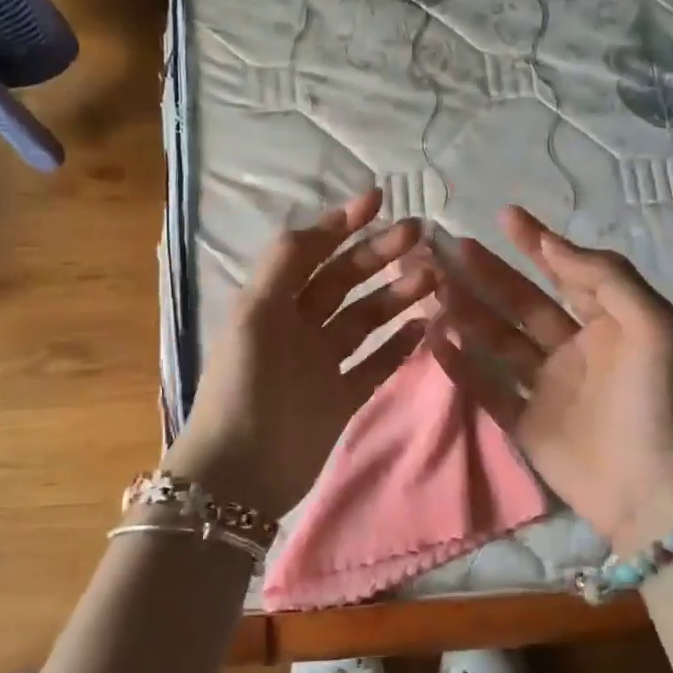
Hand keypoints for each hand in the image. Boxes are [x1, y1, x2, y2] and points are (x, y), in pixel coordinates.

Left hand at [163, 189, 437, 518]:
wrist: (240, 472)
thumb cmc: (245, 385)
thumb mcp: (255, 314)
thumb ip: (284, 264)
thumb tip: (323, 224)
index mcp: (273, 302)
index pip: (312, 252)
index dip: (342, 224)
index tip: (379, 199)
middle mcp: (299, 325)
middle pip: (345, 281)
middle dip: (379, 255)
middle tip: (419, 235)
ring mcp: (323, 362)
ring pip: (366, 318)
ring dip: (397, 296)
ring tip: (432, 278)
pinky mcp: (343, 396)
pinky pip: (377, 363)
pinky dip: (400, 344)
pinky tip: (427, 325)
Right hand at [433, 207, 672, 553]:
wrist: (653, 490)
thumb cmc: (656, 400)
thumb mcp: (653, 325)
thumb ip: (606, 277)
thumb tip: (552, 242)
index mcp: (608, 322)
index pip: (565, 272)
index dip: (536, 243)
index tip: (505, 216)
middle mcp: (574, 348)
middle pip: (521, 303)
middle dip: (488, 274)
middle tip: (449, 249)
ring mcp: (547, 386)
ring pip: (498, 340)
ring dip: (468, 313)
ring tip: (433, 288)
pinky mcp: (526, 422)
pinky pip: (487, 387)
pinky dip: (461, 365)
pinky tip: (434, 341)